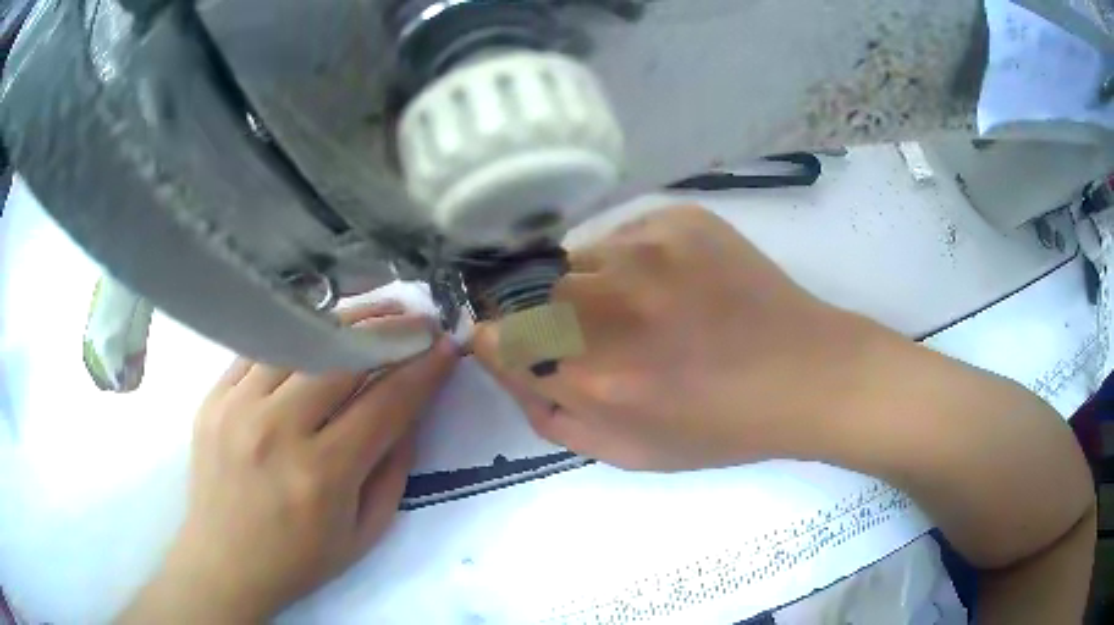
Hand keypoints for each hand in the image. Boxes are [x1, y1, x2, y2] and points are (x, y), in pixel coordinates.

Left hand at [118, 304, 459, 623]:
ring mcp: (237, 408)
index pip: (384, 403)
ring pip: (298, 340)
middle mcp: (277, 431)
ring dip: (344, 321)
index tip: (446, 346)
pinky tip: (316, 332)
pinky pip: (260, 350)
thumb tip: (410, 409)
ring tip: (375, 311)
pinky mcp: (213, 398)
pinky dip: (295, 336)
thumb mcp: (365, 532)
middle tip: (417, 318)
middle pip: (341, 356)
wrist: (225, 563)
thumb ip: (394, 469)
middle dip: (389, 329)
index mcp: (322, 475)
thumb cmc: (300, 558)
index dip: (423, 369)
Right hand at [473, 206, 880, 470]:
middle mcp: (606, 302)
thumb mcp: (626, 452)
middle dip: (539, 311)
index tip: (521, 345)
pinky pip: (622, 235)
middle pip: (523, 288)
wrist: (804, 374)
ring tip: (642, 306)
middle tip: (588, 330)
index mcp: (590, 374)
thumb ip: (550, 416)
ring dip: (589, 283)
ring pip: (574, 256)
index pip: (493, 334)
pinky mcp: (678, 219)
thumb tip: (508, 365)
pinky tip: (674, 283)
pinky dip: (631, 259)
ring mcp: (645, 249)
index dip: (500, 340)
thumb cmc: (719, 427)